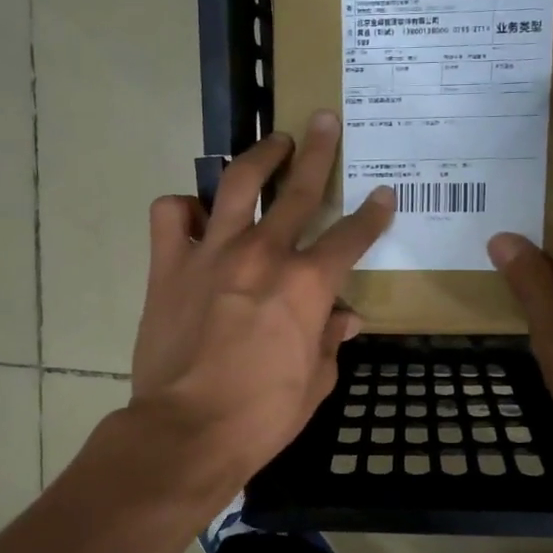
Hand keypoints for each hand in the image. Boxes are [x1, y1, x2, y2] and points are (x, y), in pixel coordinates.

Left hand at [128, 111, 394, 495]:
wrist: (187, 432)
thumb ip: (330, 340)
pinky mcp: (168, 266)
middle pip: (297, 189)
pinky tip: (194, 214)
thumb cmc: (262, 416)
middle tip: (323, 120)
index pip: (351, 237)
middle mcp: (263, 254)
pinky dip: (183, 208)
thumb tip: (344, 317)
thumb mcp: (316, 382)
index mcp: (307, 284)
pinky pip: (170, 215)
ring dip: (257, 157)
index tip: (384, 195)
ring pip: (236, 184)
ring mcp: (212, 254)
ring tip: (270, 143)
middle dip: (317, 150)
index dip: (372, 215)